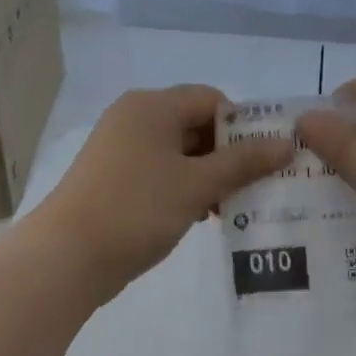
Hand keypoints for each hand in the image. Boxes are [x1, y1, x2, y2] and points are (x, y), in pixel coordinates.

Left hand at [32, 85, 293, 302]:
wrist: (68, 256)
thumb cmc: (137, 209)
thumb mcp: (196, 185)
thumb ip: (243, 163)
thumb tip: (286, 144)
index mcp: (152, 106)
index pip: (211, 99)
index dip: (243, 126)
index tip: (266, 160)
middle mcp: (134, 119)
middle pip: (195, 126)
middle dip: (228, 156)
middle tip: (257, 188)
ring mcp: (121, 151)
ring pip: (179, 154)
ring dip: (209, 177)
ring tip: (232, 208)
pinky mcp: (115, 181)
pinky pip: (161, 175)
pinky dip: (185, 190)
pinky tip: (202, 217)